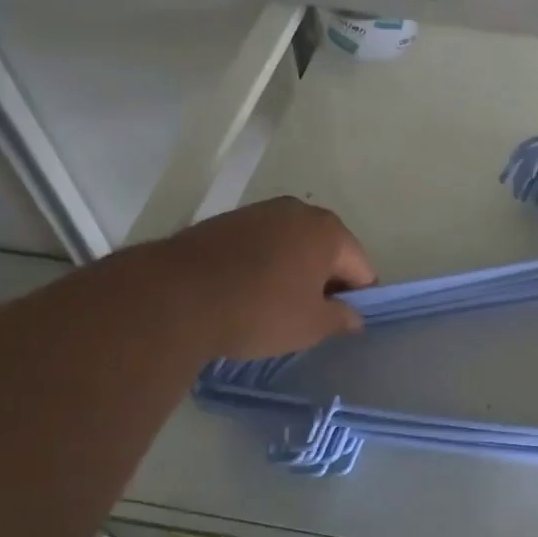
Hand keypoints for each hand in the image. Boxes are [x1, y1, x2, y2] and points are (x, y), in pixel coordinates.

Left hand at [165, 197, 376, 359]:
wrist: (176, 297)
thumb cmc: (260, 310)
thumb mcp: (311, 326)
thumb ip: (342, 318)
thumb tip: (354, 316)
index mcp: (329, 230)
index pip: (361, 268)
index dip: (356, 299)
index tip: (338, 324)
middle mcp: (298, 211)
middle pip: (327, 251)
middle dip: (323, 281)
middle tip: (307, 317)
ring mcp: (258, 212)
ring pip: (291, 246)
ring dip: (291, 272)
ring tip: (272, 306)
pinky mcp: (224, 221)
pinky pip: (260, 246)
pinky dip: (261, 266)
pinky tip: (245, 293)